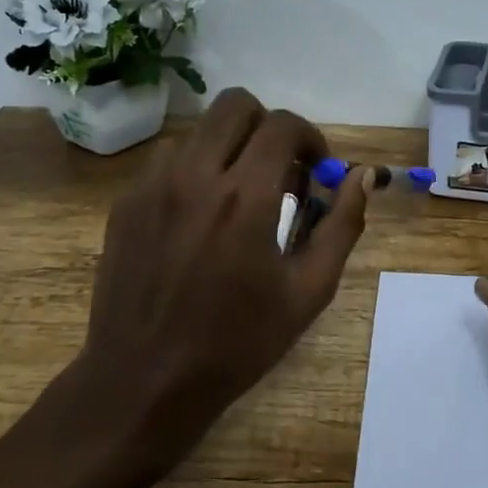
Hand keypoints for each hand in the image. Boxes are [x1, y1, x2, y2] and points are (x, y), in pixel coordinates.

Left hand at [75, 88, 371, 466]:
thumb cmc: (238, 342)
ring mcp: (152, 186)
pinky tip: (199, 215)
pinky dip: (193, 169)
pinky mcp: (125, 203)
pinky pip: (166, 160)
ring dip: (228, 148)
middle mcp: (195, 176)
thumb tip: (362, 177)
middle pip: (235, 105)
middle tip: (279, 169)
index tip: (316, 168)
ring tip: (237, 195)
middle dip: (267, 126)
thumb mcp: (309, 290)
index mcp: (246, 197)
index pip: (282, 124)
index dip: (309, 137)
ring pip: (199, 131)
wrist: (145, 382)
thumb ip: (342, 225)